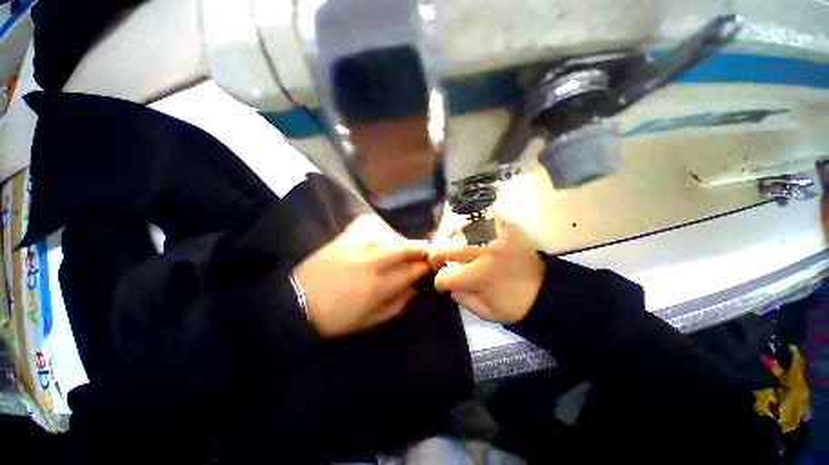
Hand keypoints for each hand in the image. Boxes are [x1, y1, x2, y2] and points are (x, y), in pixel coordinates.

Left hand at [294, 214, 429, 337]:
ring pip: (391, 234)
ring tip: (402, 248)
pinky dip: (382, 227)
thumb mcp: (371, 320)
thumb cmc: (336, 317)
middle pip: (405, 247)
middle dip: (421, 249)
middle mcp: (371, 262)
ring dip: (402, 240)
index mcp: (378, 287)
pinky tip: (381, 236)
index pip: (412, 270)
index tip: (430, 266)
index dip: (425, 266)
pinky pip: (371, 223)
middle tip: (425, 252)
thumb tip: (415, 287)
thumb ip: (398, 304)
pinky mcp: (345, 235)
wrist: (298, 301)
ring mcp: (357, 245)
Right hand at [429, 214, 544, 323]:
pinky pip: (483, 215)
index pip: (445, 276)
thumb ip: (461, 299)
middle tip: (439, 260)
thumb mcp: (486, 312)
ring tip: (452, 242)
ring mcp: (494, 235)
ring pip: (460, 227)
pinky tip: (469, 230)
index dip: (439, 282)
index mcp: (479, 275)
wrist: (546, 291)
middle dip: (436, 256)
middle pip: (446, 247)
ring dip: (451, 236)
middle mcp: (483, 251)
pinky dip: (473, 221)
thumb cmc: (515, 304)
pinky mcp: (505, 227)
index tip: (442, 284)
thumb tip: (449, 286)